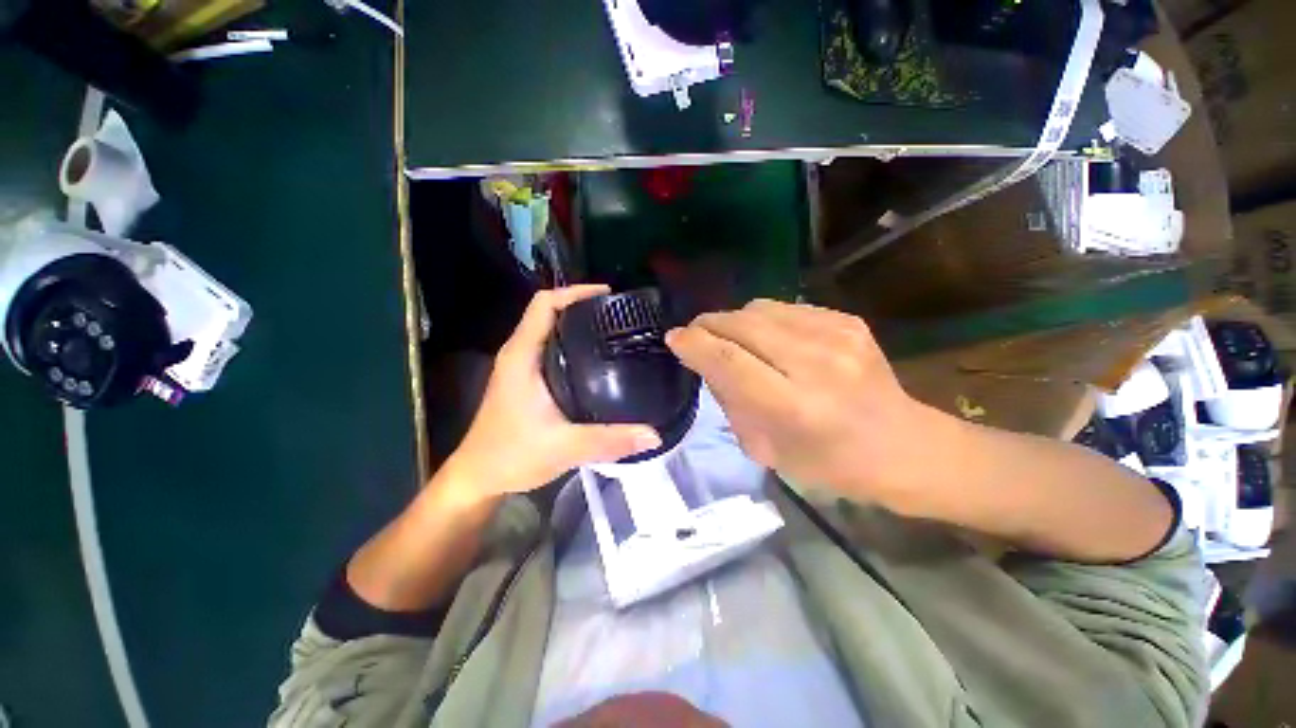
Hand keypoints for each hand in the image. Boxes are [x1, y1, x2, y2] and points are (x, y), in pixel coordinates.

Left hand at [443, 285, 662, 502]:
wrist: (479, 477)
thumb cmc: (512, 455)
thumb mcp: (564, 447)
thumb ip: (609, 440)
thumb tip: (653, 435)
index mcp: (521, 356)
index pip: (544, 304)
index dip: (574, 292)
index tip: (608, 296)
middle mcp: (519, 354)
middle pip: (549, 312)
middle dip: (582, 307)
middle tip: (619, 316)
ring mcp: (520, 367)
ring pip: (550, 331)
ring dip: (577, 325)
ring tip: (613, 332)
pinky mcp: (525, 380)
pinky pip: (550, 349)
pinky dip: (572, 345)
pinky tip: (596, 361)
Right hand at [666, 299, 935, 501]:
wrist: (902, 446)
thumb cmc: (829, 463)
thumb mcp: (766, 450)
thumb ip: (731, 402)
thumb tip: (707, 362)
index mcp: (794, 407)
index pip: (728, 360)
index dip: (694, 344)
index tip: (674, 338)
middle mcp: (816, 363)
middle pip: (742, 324)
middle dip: (708, 324)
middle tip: (695, 334)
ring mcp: (837, 335)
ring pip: (760, 308)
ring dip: (734, 320)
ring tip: (731, 337)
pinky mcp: (848, 320)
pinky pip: (786, 308)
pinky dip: (765, 320)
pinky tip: (768, 338)